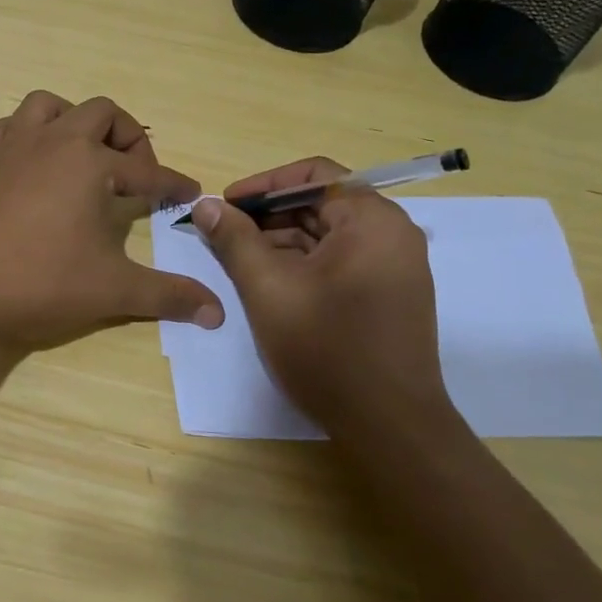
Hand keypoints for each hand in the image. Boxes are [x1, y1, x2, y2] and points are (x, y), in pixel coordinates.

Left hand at [0, 91, 223, 348]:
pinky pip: (6, 128)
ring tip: (85, 153)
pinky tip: (31, 160)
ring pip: (48, 105)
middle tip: (136, 172)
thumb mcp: (112, 290)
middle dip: (128, 136)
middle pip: (101, 113)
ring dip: (73, 120)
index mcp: (90, 163)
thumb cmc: (40, 283)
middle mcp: (53, 141)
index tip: (188, 193)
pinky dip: (25, 134)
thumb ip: (168, 295)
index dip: (172, 183)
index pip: (146, 170)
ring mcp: (12, 148)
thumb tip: (218, 313)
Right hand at [188, 158, 455, 440]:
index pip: (314, 174)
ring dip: (282, 240)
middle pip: (321, 202)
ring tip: (239, 260)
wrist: (390, 427)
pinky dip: (303, 263)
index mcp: (372, 220)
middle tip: (225, 233)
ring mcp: (395, 266)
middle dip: (269, 215)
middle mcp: (392, 234)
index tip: (227, 204)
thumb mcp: (268, 288)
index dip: (264, 184)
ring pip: (328, 234)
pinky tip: (270, 282)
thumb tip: (206, 205)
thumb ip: (235, 240)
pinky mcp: (389, 294)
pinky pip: (341, 260)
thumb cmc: (327, 348)